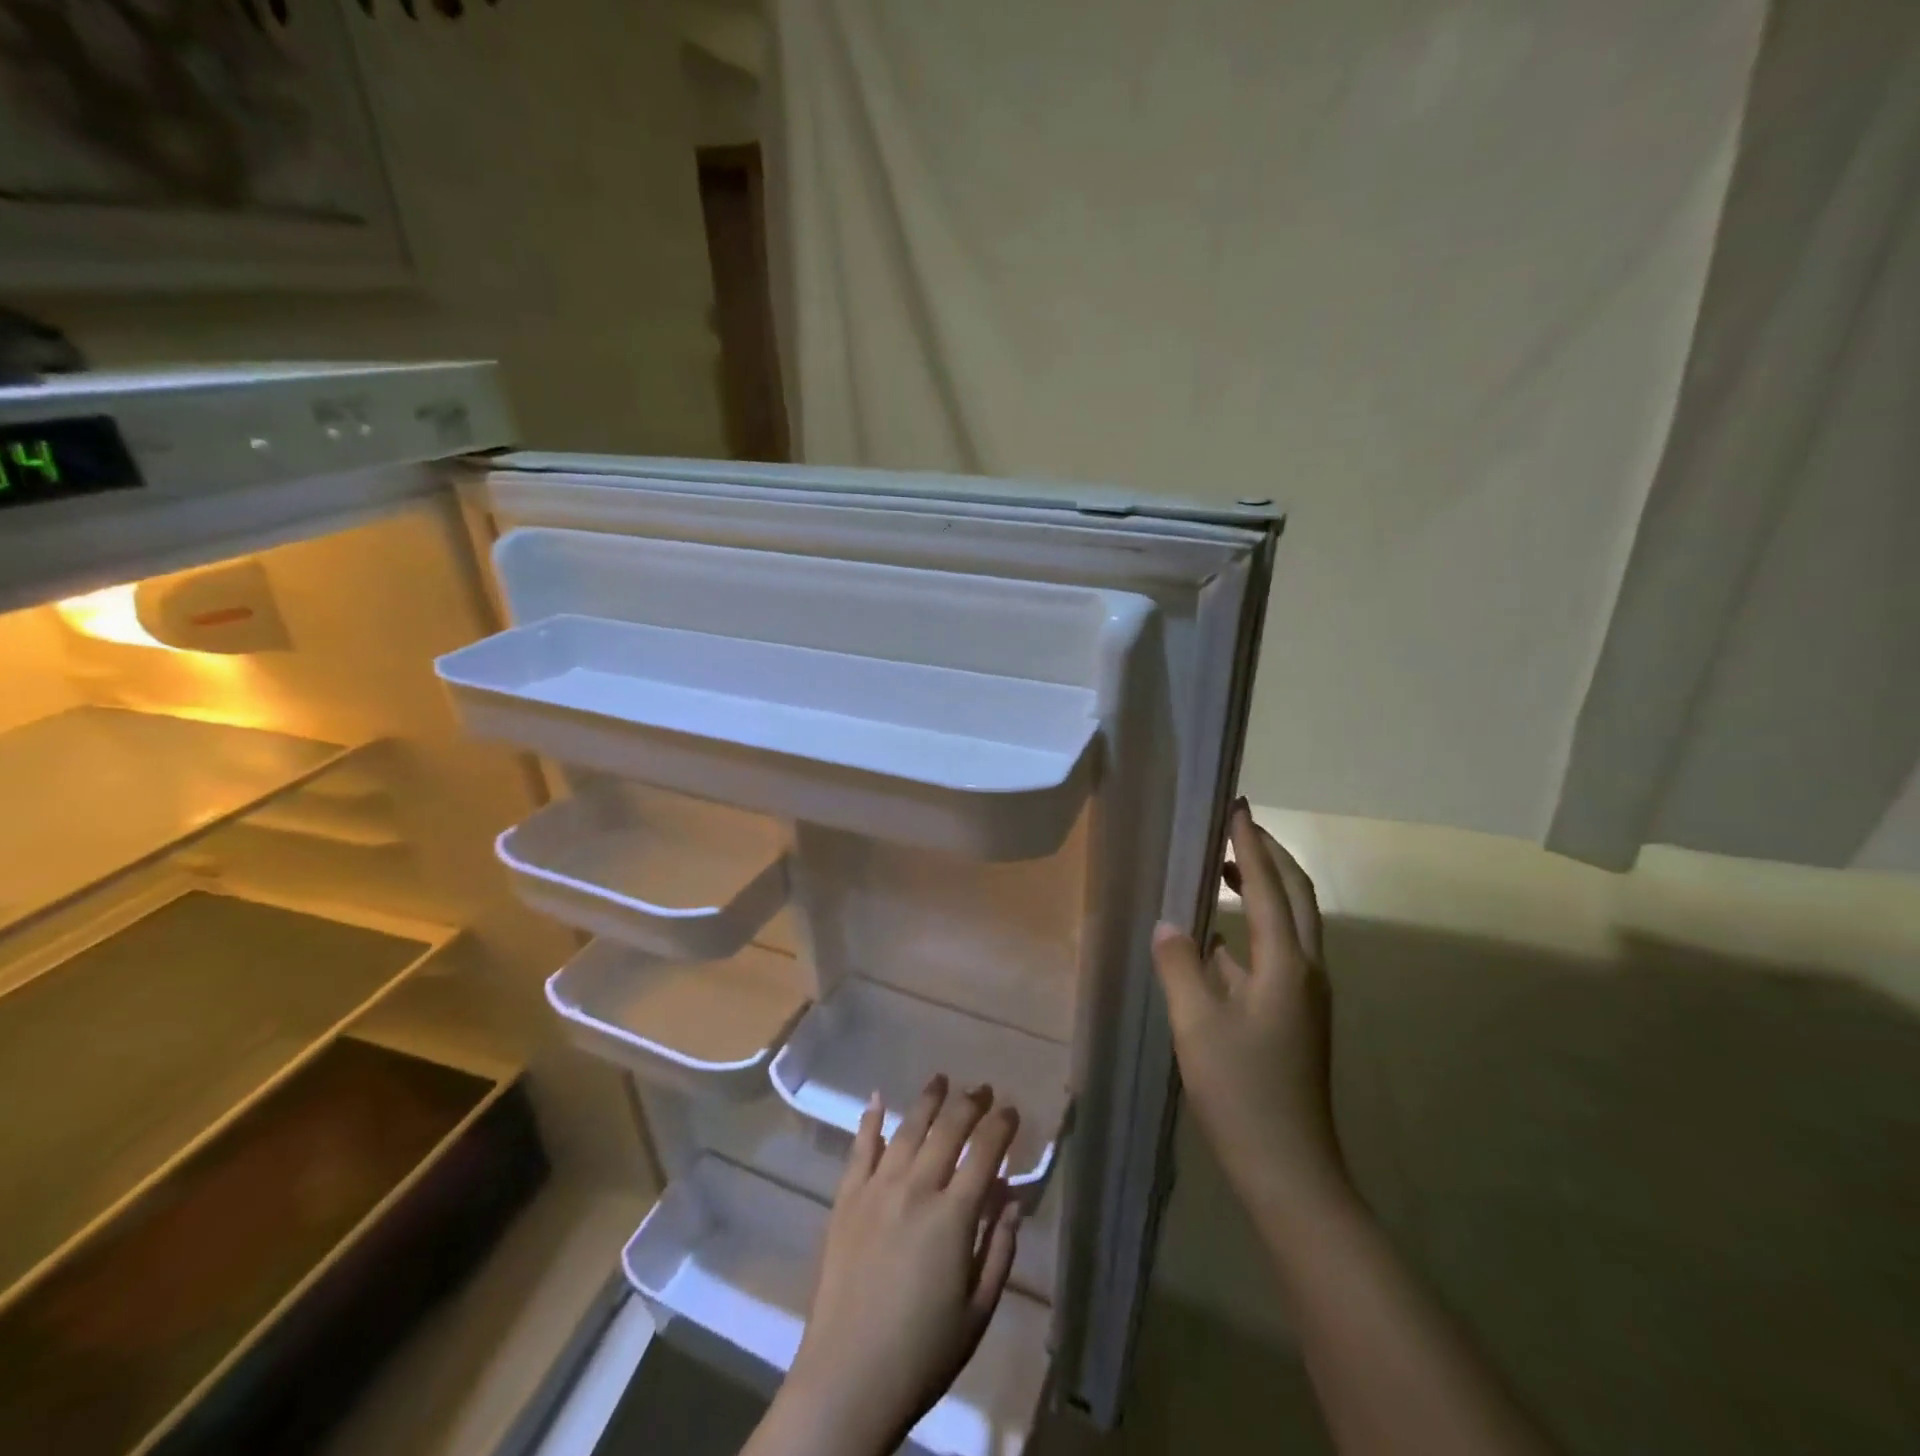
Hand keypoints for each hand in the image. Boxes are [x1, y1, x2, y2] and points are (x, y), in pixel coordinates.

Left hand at [759, 1076, 1022, 1455]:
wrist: (847, 1379)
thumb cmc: (923, 1353)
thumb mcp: (978, 1311)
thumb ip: (1000, 1249)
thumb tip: (1013, 1199)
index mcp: (953, 1216)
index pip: (985, 1152)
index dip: (1001, 1125)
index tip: (1011, 1110)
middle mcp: (916, 1188)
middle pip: (948, 1129)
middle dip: (970, 1103)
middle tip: (982, 1089)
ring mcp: (877, 1188)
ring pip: (908, 1129)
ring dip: (928, 1100)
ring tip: (941, 1080)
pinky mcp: (846, 1199)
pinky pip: (860, 1148)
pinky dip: (870, 1120)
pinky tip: (877, 1098)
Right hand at [1152, 800, 1349, 1224]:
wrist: (1289, 1169)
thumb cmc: (1240, 1090)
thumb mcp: (1196, 1023)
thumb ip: (1179, 964)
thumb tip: (1168, 923)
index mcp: (1287, 964)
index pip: (1269, 887)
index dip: (1250, 844)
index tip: (1235, 807)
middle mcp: (1306, 970)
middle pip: (1296, 897)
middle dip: (1269, 856)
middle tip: (1235, 827)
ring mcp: (1304, 995)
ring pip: (1290, 924)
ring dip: (1262, 889)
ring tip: (1224, 869)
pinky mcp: (1294, 1016)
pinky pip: (1276, 953)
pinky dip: (1252, 929)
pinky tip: (1217, 939)